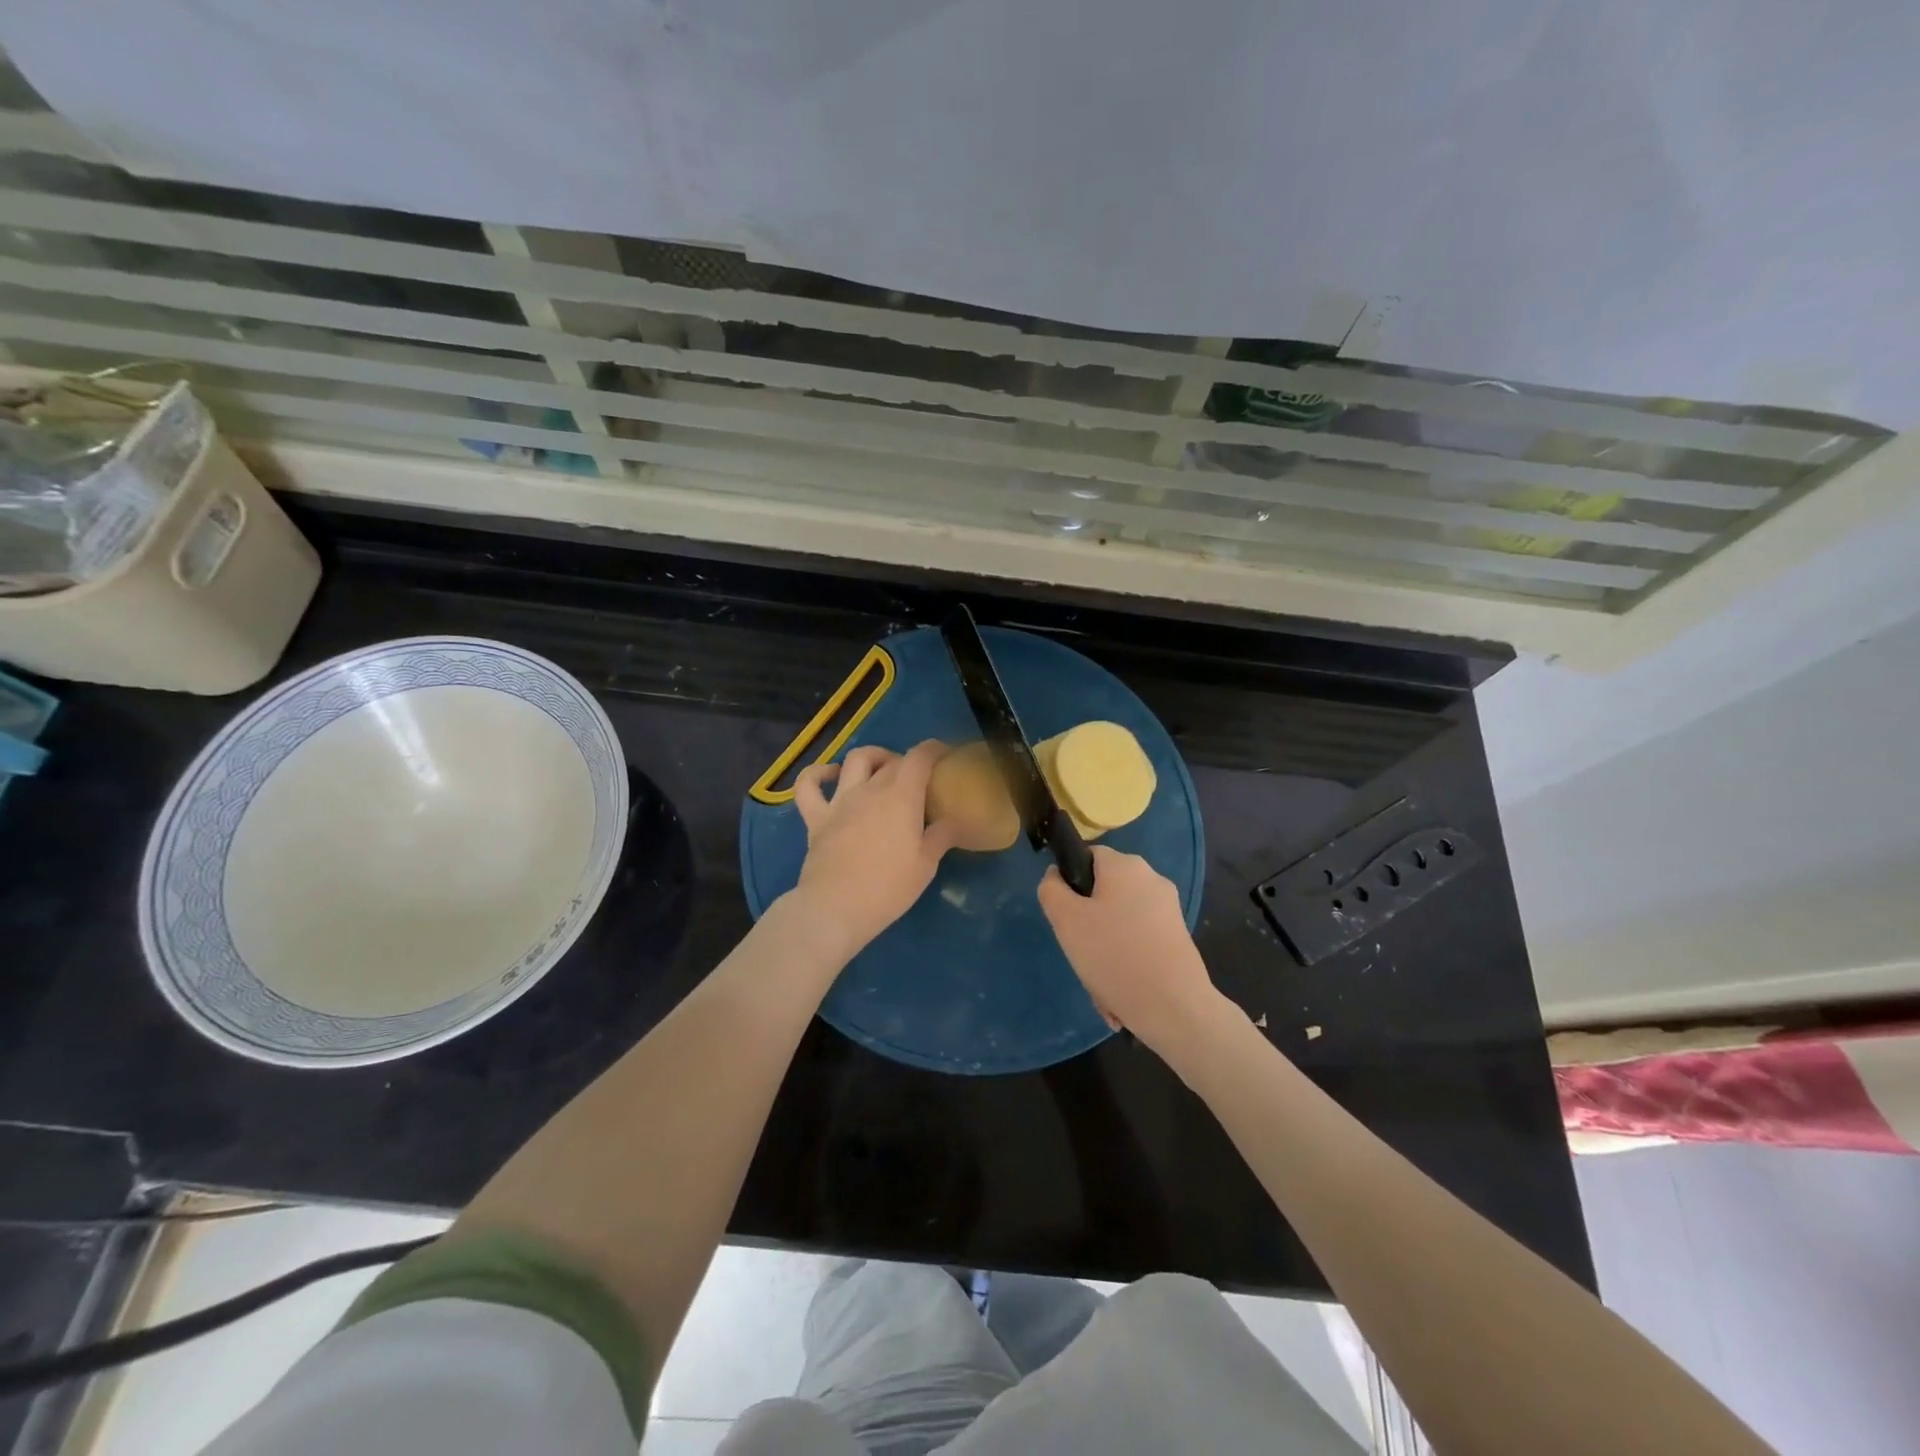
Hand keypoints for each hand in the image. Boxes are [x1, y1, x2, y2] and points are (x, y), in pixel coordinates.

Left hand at [790, 741, 958, 961]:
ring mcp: (839, 801)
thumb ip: (942, 836)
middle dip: (908, 763)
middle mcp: (870, 789)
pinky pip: (809, 785)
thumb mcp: (926, 865)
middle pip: (892, 761)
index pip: (920, 758)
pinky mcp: (815, 817)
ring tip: (882, 769)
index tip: (944, 755)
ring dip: (872, 757)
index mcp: (901, 797)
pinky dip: (818, 773)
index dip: (934, 749)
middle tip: (918, 781)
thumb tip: (954, 819)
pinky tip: (831, 775)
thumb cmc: (888, 888)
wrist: (835, 909)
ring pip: (855, 760)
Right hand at [1038, 847, 1219, 1046]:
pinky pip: (1139, 943)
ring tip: (1101, 985)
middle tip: (1081, 954)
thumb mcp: (1066, 920)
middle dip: (1088, 925)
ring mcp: (1169, 910)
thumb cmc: (1114, 955)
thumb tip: (1056, 875)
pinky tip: (1120, 995)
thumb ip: (1052, 890)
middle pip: (1104, 893)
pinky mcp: (1178, 938)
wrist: (1175, 1008)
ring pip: (1120, 923)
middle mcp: (1152, 879)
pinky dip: (1126, 964)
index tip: (1066, 917)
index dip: (1071, 882)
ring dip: (1104, 951)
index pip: (1088, 856)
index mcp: (1126, 865)